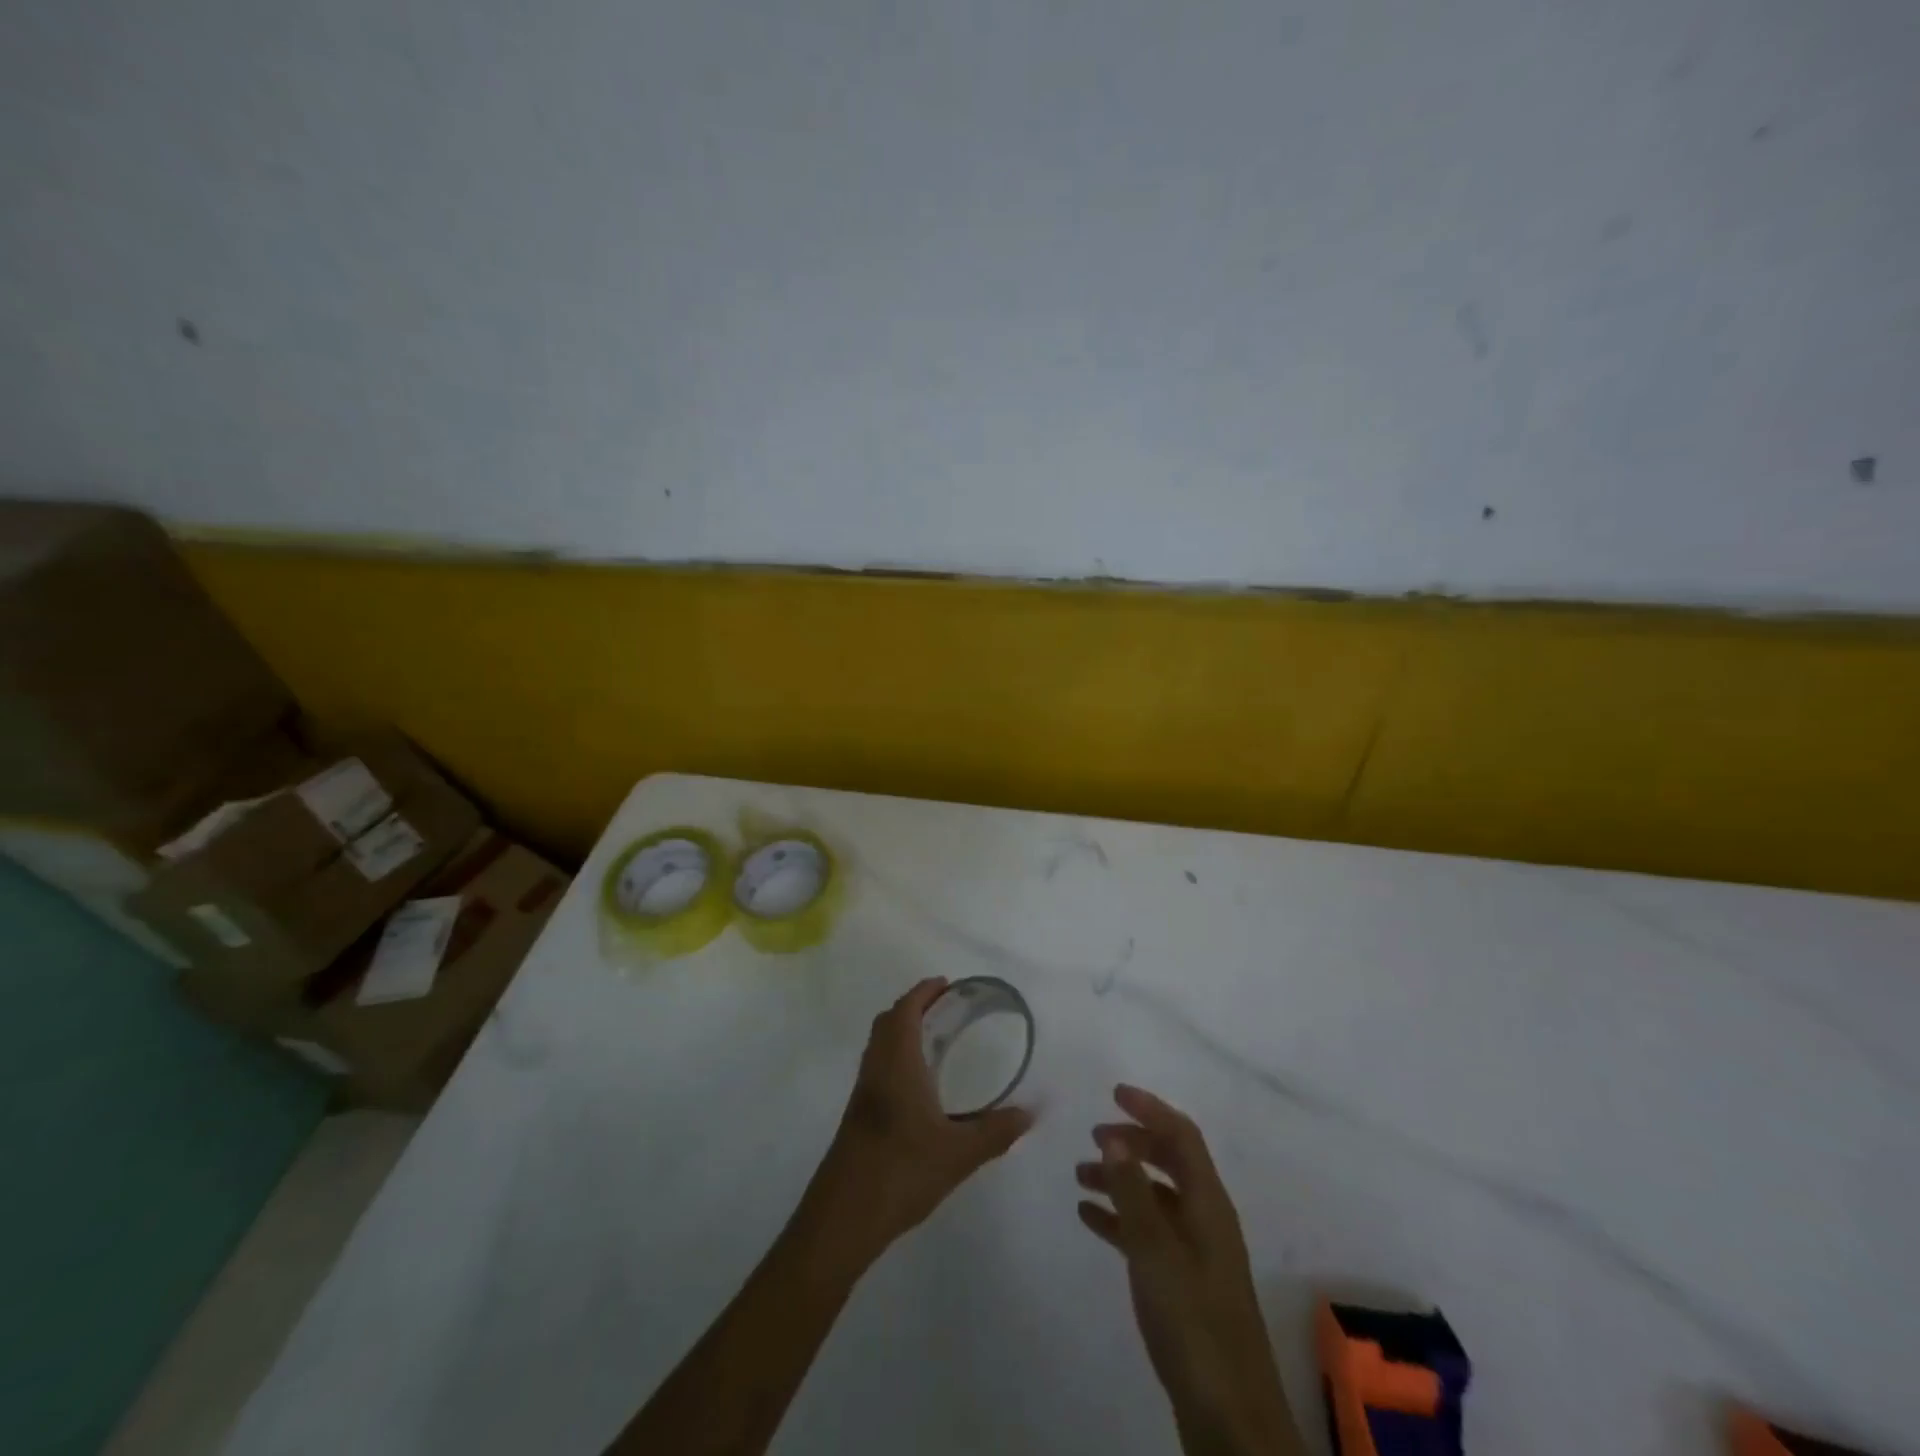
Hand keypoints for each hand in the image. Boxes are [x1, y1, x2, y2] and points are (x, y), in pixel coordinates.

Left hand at [797, 978, 1032, 1274]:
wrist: (843, 1217)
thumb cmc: (901, 1171)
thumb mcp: (959, 1154)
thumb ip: (997, 1131)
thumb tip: (1031, 1113)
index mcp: (897, 1064)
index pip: (905, 1010)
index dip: (923, 992)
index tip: (947, 985)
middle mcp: (876, 1069)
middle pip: (889, 1021)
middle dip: (915, 1006)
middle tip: (946, 1008)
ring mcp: (863, 1093)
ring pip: (880, 1045)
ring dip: (903, 1031)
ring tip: (936, 1040)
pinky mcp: (857, 1115)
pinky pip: (878, 1067)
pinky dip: (897, 1057)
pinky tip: (919, 1085)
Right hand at [1077, 1086, 1301, 1455]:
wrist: (1228, 1417)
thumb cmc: (1194, 1323)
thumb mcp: (1156, 1253)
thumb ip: (1133, 1193)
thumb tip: (1114, 1137)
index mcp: (1209, 1204)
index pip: (1183, 1136)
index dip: (1151, 1109)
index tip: (1114, 1093)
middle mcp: (1206, 1219)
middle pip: (1170, 1162)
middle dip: (1134, 1142)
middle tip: (1093, 1136)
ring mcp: (1196, 1253)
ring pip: (1155, 1197)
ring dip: (1121, 1180)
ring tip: (1080, 1177)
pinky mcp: (1183, 1283)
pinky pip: (1147, 1233)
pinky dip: (1120, 1218)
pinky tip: (1089, 1218)